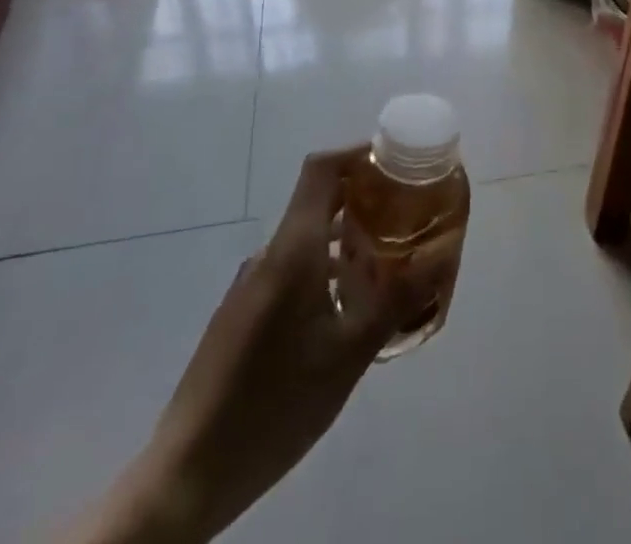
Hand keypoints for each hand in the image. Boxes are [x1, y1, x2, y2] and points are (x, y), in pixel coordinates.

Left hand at [66, 146, 445, 543]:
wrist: (187, 476)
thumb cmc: (276, 403)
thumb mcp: (349, 353)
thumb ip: (398, 298)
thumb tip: (443, 255)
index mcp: (292, 249)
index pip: (321, 169)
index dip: (358, 154)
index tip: (397, 164)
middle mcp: (269, 255)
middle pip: (319, 201)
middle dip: (365, 200)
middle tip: (408, 217)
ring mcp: (251, 285)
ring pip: (307, 240)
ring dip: (347, 240)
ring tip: (388, 267)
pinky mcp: (243, 313)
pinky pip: (292, 270)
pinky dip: (326, 270)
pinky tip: (348, 312)